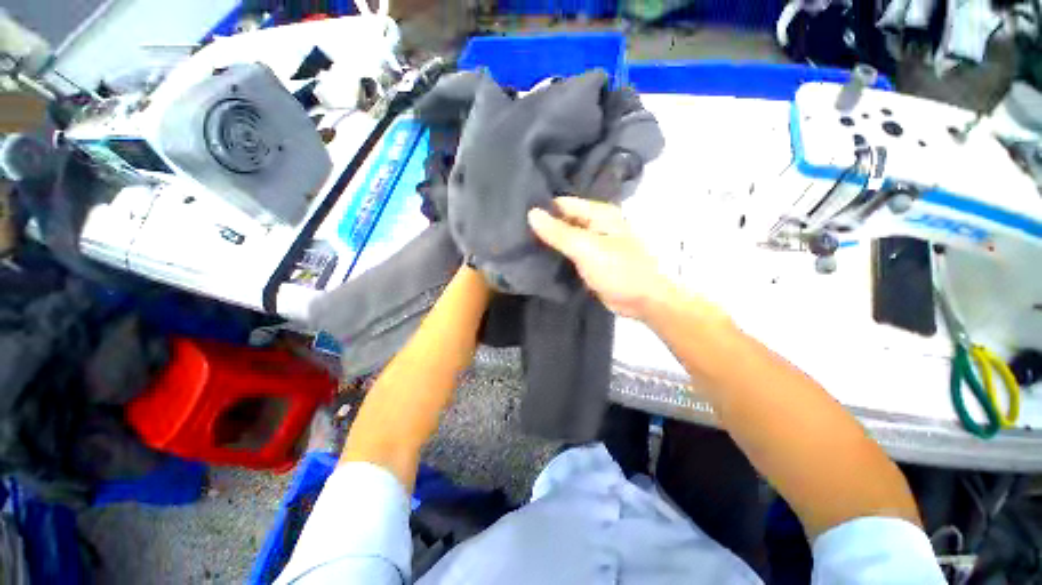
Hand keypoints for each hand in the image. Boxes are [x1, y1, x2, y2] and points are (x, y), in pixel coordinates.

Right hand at [527, 197, 675, 319]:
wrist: (642, 301)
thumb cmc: (618, 271)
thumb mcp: (586, 249)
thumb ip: (559, 232)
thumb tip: (531, 213)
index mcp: (599, 214)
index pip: (563, 204)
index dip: (542, 209)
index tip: (517, 218)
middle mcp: (595, 224)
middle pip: (563, 220)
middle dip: (543, 227)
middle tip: (515, 234)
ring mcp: (592, 243)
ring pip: (564, 237)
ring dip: (548, 242)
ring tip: (521, 245)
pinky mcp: (589, 260)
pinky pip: (568, 253)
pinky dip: (556, 255)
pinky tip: (537, 258)